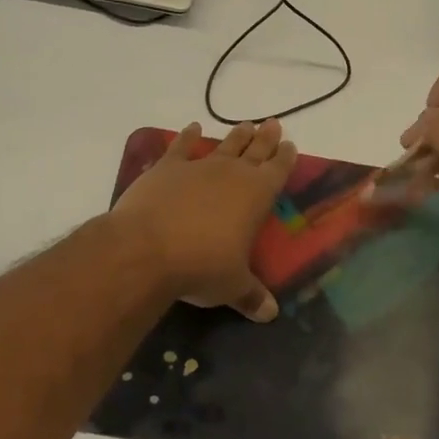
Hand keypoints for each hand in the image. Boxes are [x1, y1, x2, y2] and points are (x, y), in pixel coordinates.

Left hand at [108, 120, 296, 321]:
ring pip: (224, 145)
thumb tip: (270, 315)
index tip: (290, 145)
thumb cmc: (201, 266)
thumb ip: (251, 296)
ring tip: (246, 124)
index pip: (277, 170)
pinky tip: (192, 128)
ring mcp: (198, 166)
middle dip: (266, 138)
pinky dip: (187, 136)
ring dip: (236, 136)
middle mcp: (231, 174)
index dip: (285, 158)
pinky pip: (180, 147)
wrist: (147, 248)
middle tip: (274, 123)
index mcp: (256, 195)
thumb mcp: (232, 286)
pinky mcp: (166, 168)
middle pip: (254, 150)